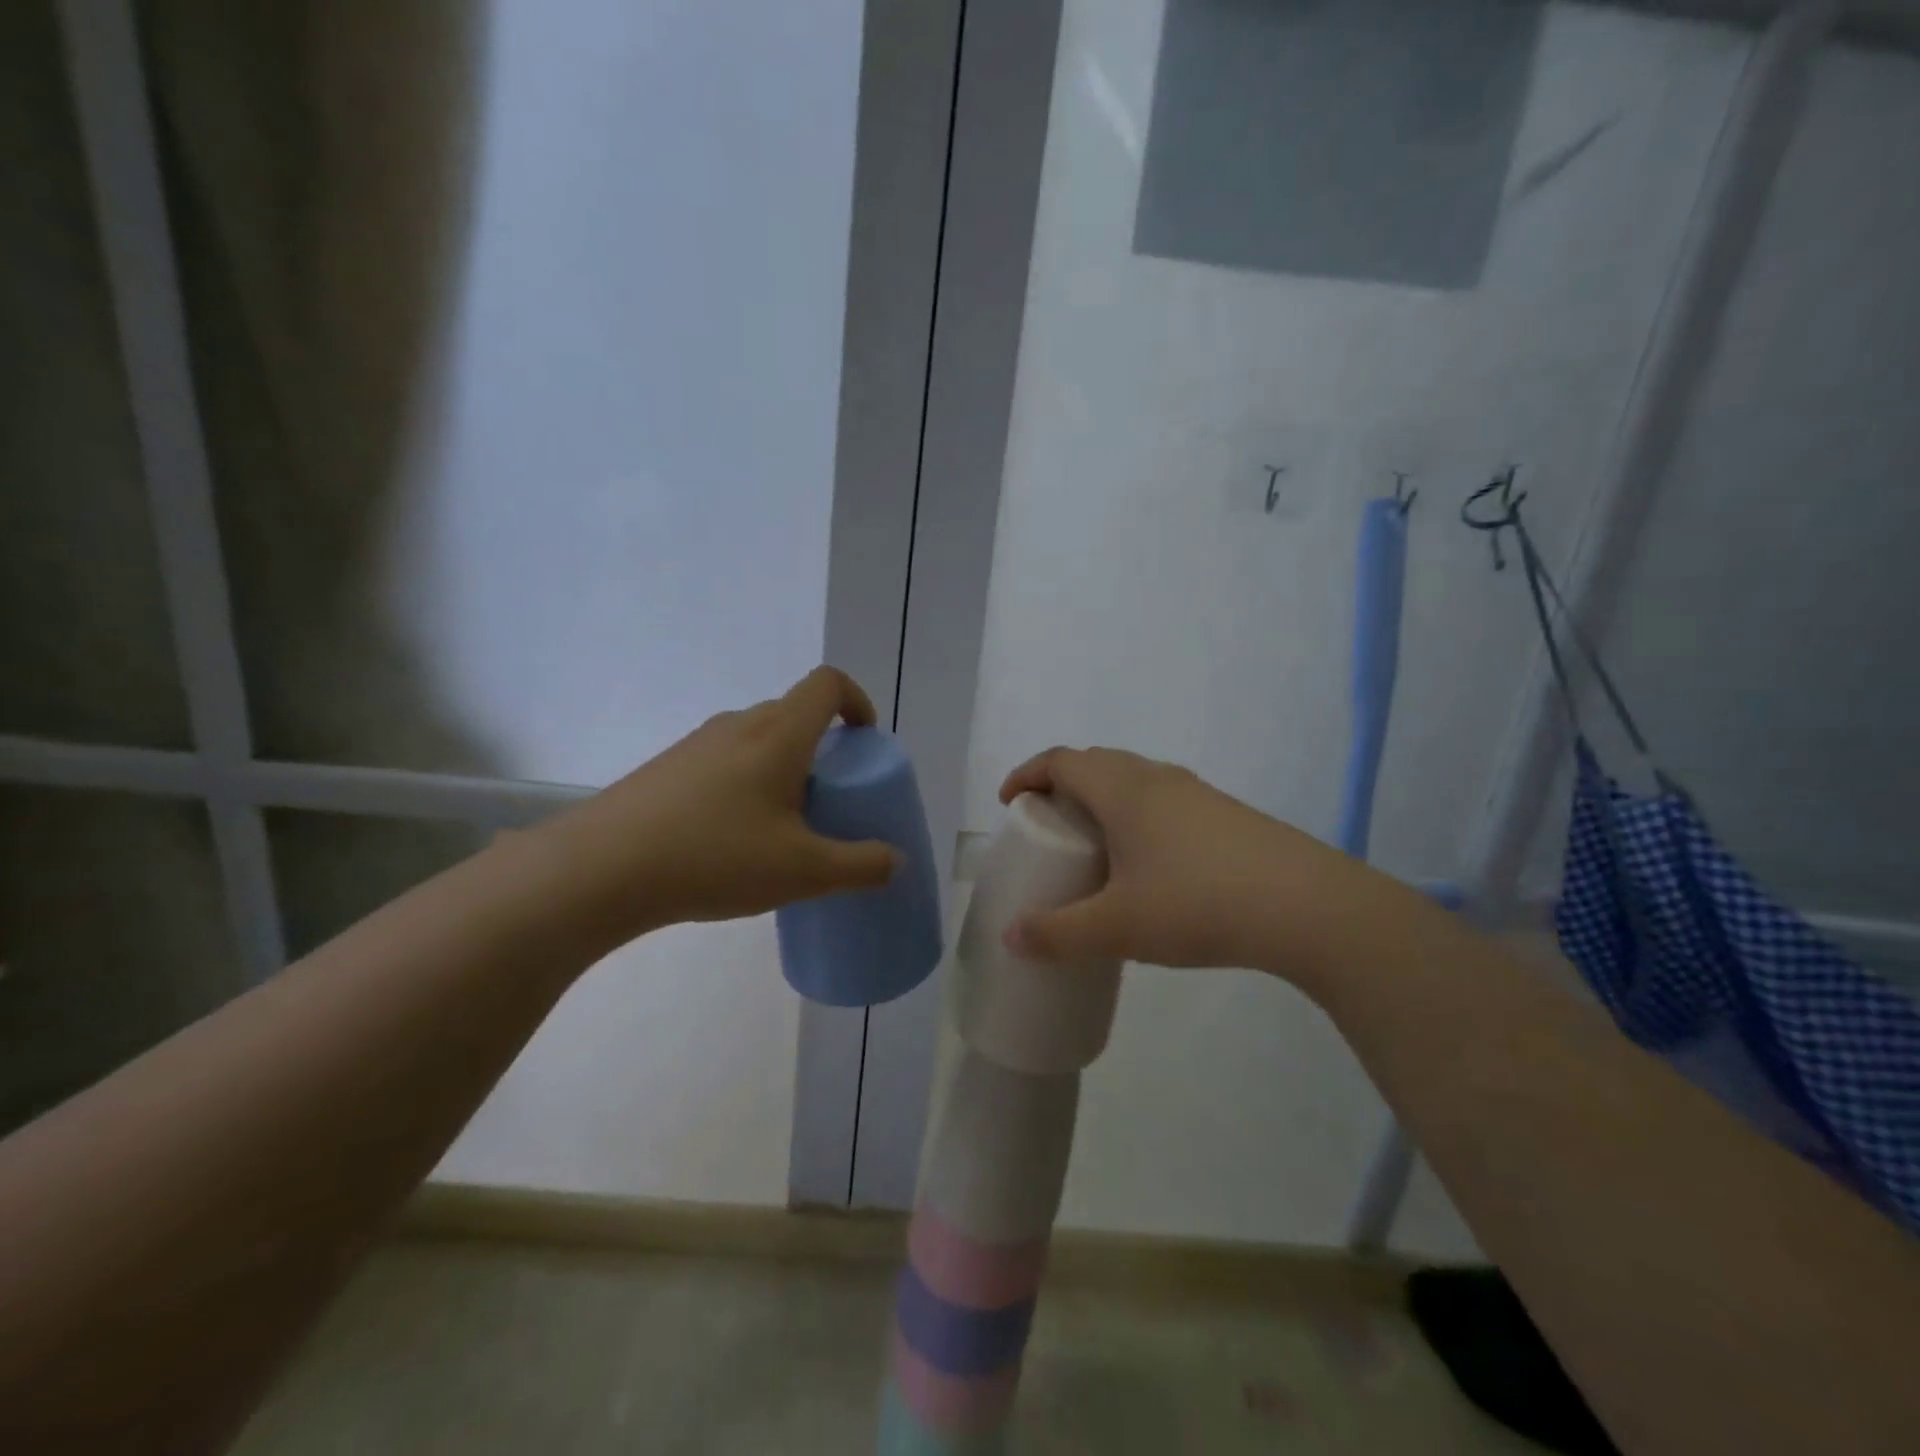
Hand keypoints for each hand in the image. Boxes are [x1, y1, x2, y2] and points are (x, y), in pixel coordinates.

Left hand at [534, 667, 900, 948]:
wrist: (600, 870)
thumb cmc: (715, 857)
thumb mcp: (803, 871)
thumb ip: (861, 865)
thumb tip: (895, 860)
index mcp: (779, 734)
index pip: (828, 684)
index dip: (857, 701)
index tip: (865, 742)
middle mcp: (738, 725)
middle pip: (794, 712)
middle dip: (823, 746)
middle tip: (828, 799)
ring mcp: (696, 743)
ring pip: (757, 738)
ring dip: (783, 766)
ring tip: (781, 825)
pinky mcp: (666, 767)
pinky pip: (724, 759)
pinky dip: (746, 782)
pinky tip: (731, 838)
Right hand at [997, 747, 1351, 973]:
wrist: (1307, 907)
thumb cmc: (1197, 903)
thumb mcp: (1117, 927)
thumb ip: (1058, 933)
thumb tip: (1012, 938)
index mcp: (1122, 789)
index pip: (1061, 760)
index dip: (1027, 774)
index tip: (1009, 802)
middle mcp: (1156, 778)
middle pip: (1096, 763)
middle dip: (1062, 785)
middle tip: (1049, 825)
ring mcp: (1197, 793)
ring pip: (1134, 780)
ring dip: (1104, 800)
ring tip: (1095, 846)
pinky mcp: (1226, 814)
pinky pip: (1164, 800)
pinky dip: (1138, 816)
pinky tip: (1150, 865)